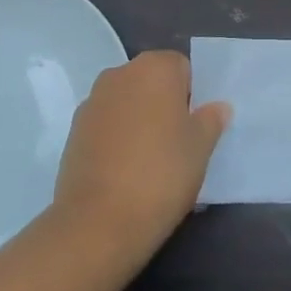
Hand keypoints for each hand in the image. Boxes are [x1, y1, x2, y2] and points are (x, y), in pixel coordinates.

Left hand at [53, 50, 229, 247]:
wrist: (98, 223)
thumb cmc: (161, 174)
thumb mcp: (201, 148)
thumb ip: (211, 120)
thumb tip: (217, 107)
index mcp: (155, 67)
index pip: (182, 67)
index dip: (192, 96)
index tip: (194, 128)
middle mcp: (120, 74)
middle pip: (151, 82)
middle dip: (164, 105)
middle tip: (176, 144)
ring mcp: (92, 102)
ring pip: (127, 103)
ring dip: (138, 121)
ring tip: (149, 162)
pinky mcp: (73, 131)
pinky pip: (105, 126)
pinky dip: (115, 139)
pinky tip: (123, 172)